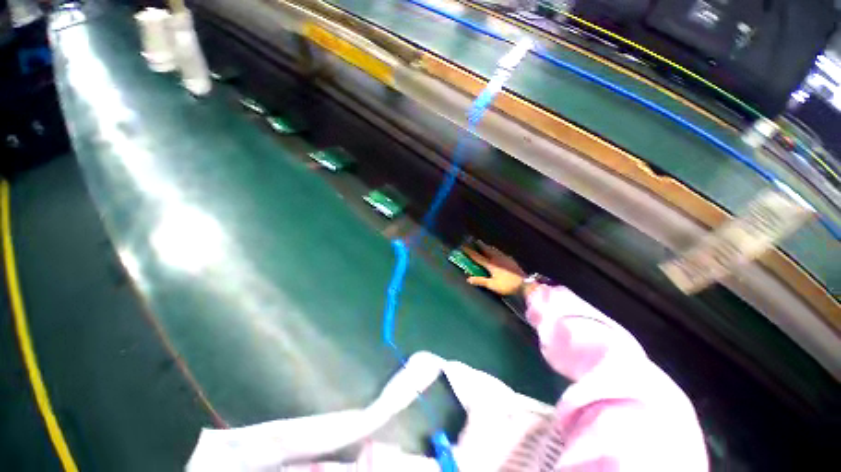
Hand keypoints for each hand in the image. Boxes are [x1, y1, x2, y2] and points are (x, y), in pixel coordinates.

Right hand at [462, 241, 526, 295]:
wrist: (525, 284)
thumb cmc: (507, 285)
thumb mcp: (492, 285)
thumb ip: (480, 281)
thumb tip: (468, 279)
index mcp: (490, 264)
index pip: (477, 257)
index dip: (470, 252)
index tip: (463, 246)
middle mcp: (496, 258)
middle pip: (486, 249)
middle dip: (480, 245)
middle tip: (475, 241)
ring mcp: (504, 258)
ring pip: (494, 250)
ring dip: (488, 247)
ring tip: (485, 245)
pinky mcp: (510, 260)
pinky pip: (500, 252)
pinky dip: (495, 251)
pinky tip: (497, 253)